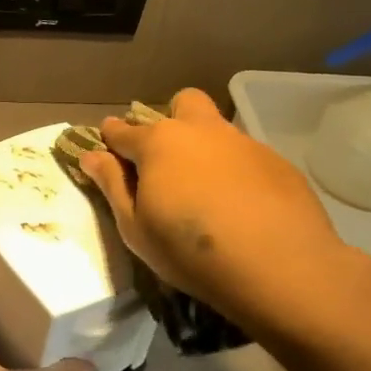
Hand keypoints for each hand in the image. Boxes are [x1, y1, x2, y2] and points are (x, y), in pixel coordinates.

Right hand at [77, 88, 356, 333]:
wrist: (280, 267)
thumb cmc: (189, 250)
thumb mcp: (135, 227)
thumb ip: (112, 185)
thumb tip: (90, 155)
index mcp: (159, 143)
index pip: (122, 130)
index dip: (110, 138)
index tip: (106, 149)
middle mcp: (201, 131)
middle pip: (182, 103)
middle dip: (170, 120)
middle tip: (165, 161)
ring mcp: (244, 143)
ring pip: (217, 129)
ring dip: (204, 147)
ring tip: (205, 192)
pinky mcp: (278, 163)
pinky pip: (246, 156)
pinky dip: (235, 172)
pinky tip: (241, 207)